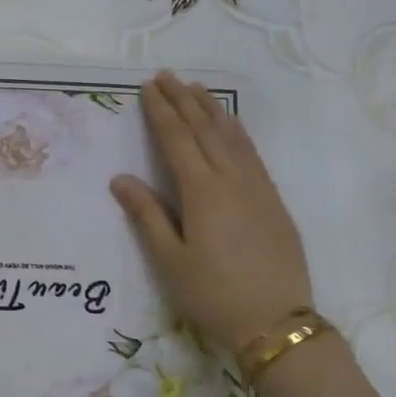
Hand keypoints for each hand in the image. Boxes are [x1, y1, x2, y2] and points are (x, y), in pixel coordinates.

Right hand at [110, 72, 313, 352]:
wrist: (275, 320)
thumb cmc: (213, 294)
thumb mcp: (170, 260)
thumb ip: (147, 215)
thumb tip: (121, 179)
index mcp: (202, 192)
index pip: (177, 141)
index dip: (161, 113)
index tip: (149, 88)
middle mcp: (232, 179)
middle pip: (205, 129)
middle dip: (184, 100)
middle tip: (167, 76)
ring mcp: (258, 187)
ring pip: (232, 136)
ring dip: (212, 109)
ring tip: (196, 89)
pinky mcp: (273, 200)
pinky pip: (251, 152)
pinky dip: (236, 131)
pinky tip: (230, 128)